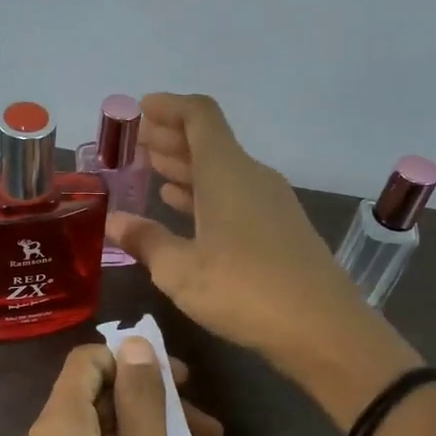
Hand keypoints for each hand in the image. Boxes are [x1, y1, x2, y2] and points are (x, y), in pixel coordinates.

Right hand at [106, 94, 394, 388]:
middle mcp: (251, 177)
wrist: (322, 329)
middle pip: (210, 141)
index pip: (199, 116)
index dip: (169, 106)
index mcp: (227, 173)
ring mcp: (270, 203)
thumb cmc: (244, 291)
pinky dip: (205, 194)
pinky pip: (235, 195)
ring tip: (151, 169)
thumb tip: (113, 221)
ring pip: (222, 171)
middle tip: (136, 141)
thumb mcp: (180, 270)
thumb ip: (145, 240)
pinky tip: (184, 207)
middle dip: (171, 137)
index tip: (140, 109)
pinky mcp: (280, 229)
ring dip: (187, 167)